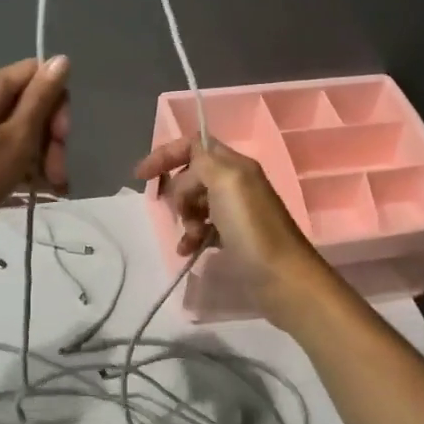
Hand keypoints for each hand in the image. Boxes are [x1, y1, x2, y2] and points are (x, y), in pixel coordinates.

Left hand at [0, 57, 71, 249]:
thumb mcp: (18, 137)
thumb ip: (42, 98)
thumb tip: (62, 58)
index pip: (38, 73)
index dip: (57, 102)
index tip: (61, 137)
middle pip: (28, 104)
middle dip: (50, 138)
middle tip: (57, 174)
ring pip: (16, 129)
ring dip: (39, 156)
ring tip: (51, 189)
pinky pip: (0, 146)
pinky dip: (18, 164)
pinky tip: (32, 190)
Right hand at [133, 137, 325, 316]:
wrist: (281, 278)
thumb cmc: (252, 228)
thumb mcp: (227, 182)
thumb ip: (204, 161)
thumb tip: (187, 167)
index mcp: (235, 166)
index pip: (195, 146)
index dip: (166, 155)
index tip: (142, 176)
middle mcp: (236, 184)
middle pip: (192, 176)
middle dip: (178, 193)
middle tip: (182, 212)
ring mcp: (235, 212)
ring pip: (194, 203)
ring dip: (185, 218)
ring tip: (192, 236)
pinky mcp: (233, 237)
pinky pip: (202, 228)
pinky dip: (191, 236)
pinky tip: (188, 250)